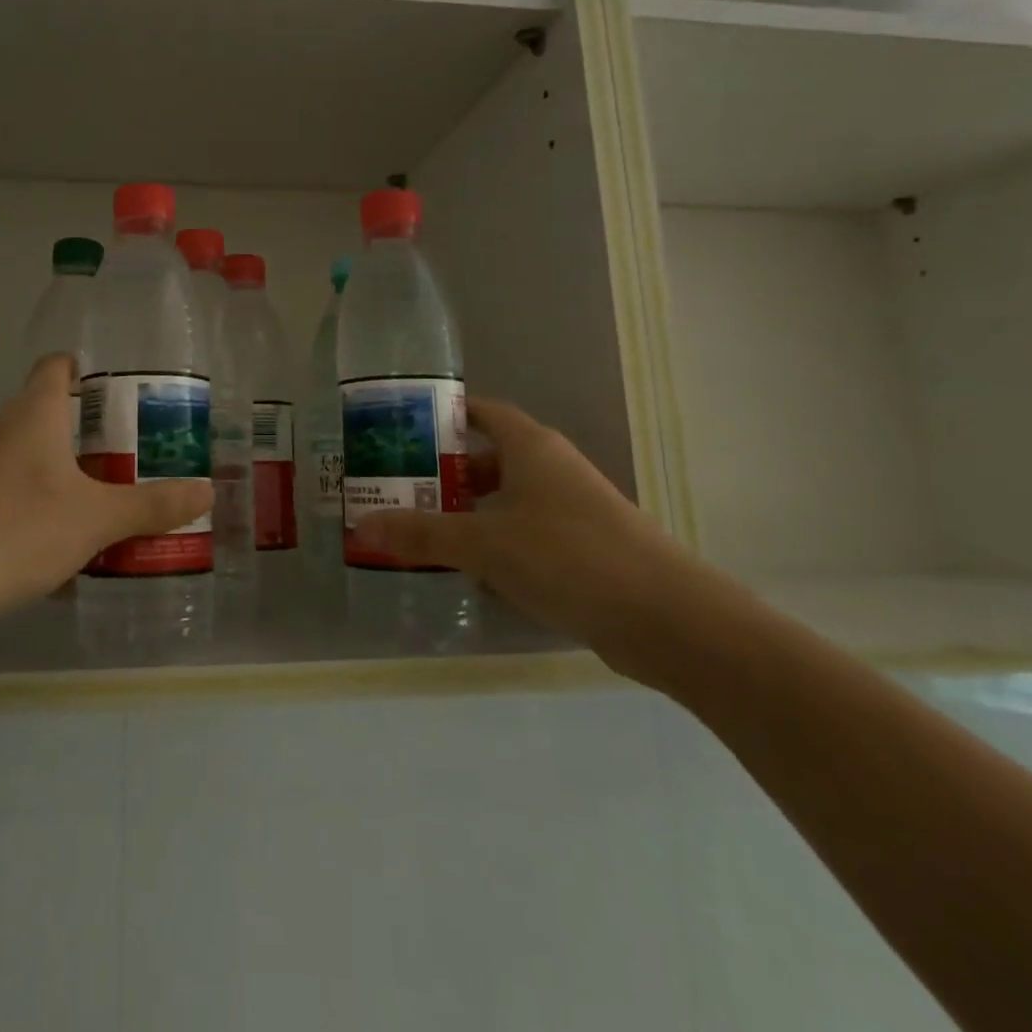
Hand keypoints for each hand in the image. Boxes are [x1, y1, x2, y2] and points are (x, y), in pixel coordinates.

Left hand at [0, 355, 213, 624]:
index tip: (107, 391)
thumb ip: (153, 506)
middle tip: (112, 461)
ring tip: (79, 507)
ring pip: (12, 454)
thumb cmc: (22, 530)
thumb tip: (207, 492)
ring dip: (44, 472)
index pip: (54, 367)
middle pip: (37, 414)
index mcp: (30, 414)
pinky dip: (16, 504)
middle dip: (73, 434)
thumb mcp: (98, 520)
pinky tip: (35, 546)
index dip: (80, 370)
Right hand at [353, 398, 702, 675]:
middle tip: (399, 489)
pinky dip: (496, 546)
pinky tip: (469, 574)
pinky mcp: (583, 551)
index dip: (443, 416)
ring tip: (422, 532)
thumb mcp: (484, 543)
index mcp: (531, 447)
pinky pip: (526, 536)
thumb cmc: (568, 557)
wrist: (669, 619)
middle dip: (445, 473)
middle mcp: (552, 469)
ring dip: (468, 513)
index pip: (481, 412)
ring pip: (507, 501)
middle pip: (489, 458)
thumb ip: (422, 534)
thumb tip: (362, 526)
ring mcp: (571, 510)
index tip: (400, 431)